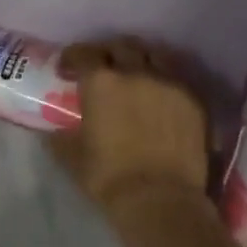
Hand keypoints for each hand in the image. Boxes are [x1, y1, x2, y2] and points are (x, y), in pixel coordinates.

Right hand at [51, 37, 227, 246]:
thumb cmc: (108, 177)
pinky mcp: (194, 99)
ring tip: (136, 73)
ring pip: (154, 54)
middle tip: (102, 68)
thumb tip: (52, 130)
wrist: (160, 200)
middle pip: (121, 47)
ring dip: (140, 59)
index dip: (73, 57)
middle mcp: (135, 72)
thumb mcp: (71, 156)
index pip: (84, 53)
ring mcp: (169, 83)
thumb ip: (60, 135)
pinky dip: (164, 79)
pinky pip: (177, 77)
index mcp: (101, 82)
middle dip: (108, 53)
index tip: (68, 68)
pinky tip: (160, 94)